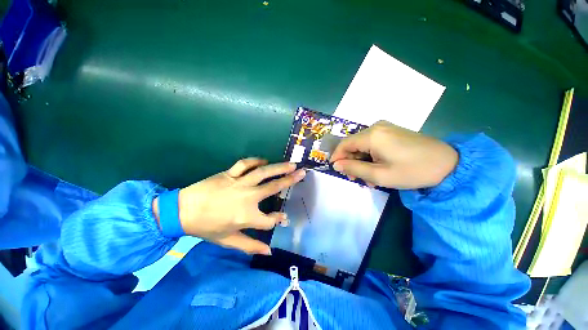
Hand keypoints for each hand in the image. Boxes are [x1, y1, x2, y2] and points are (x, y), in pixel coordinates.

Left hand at [153, 158, 305, 254]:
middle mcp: (247, 198)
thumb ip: (250, 246)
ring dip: (279, 167)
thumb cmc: (206, 228)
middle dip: (290, 180)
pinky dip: (255, 161)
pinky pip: (245, 164)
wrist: (181, 211)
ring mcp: (239, 183)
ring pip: (263, 172)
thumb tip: (269, 252)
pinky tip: (264, 160)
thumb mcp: (228, 241)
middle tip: (302, 173)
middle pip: (273, 187)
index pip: (271, 219)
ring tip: (291, 164)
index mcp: (247, 217)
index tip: (284, 217)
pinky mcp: (229, 174)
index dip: (279, 219)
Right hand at [330, 121, 457, 188]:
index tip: (336, 169)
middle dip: (351, 161)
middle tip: (355, 178)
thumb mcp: (379, 175)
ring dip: (362, 161)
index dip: (337, 156)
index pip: (344, 144)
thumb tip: (336, 165)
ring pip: (362, 145)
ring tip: (369, 178)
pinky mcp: (392, 132)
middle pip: (353, 144)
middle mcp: (376, 127)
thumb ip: (353, 169)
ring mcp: (385, 128)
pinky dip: (371, 157)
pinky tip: (377, 169)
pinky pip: (373, 144)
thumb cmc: (412, 171)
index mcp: (372, 135)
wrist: (448, 164)